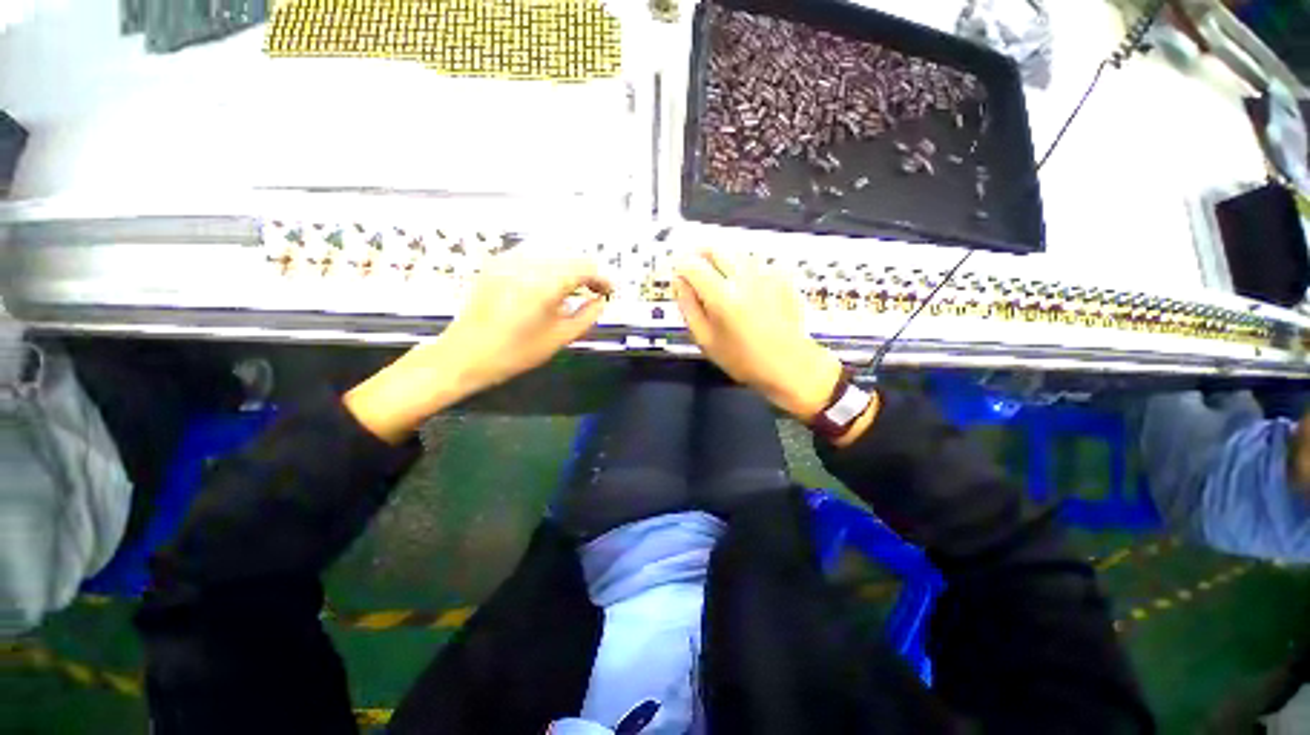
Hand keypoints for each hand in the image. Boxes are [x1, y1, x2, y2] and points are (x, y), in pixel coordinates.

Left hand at [438, 256, 613, 393]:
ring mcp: (507, 260)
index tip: (609, 291)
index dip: (601, 278)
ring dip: (568, 268)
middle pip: (569, 256)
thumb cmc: (515, 353)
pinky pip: (531, 255)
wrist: (465, 355)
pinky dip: (547, 266)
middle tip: (595, 291)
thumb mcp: (560, 338)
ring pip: (551, 253)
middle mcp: (526, 263)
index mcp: (544, 283)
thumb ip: (587, 316)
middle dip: (586, 272)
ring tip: (574, 289)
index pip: (585, 267)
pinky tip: (549, 285)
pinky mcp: (496, 263)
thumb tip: (601, 301)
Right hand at [674, 248, 842, 419]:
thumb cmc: (742, 359)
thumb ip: (688, 307)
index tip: (677, 274)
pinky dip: (743, 265)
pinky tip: (744, 283)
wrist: (790, 365)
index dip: (680, 264)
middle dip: (700, 253)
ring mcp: (765, 273)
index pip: (692, 264)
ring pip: (736, 251)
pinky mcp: (781, 276)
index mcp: (721, 296)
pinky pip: (755, 260)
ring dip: (721, 257)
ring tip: (718, 276)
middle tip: (694, 269)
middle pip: (716, 247)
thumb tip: (679, 281)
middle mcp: (743, 277)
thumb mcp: (706, 340)